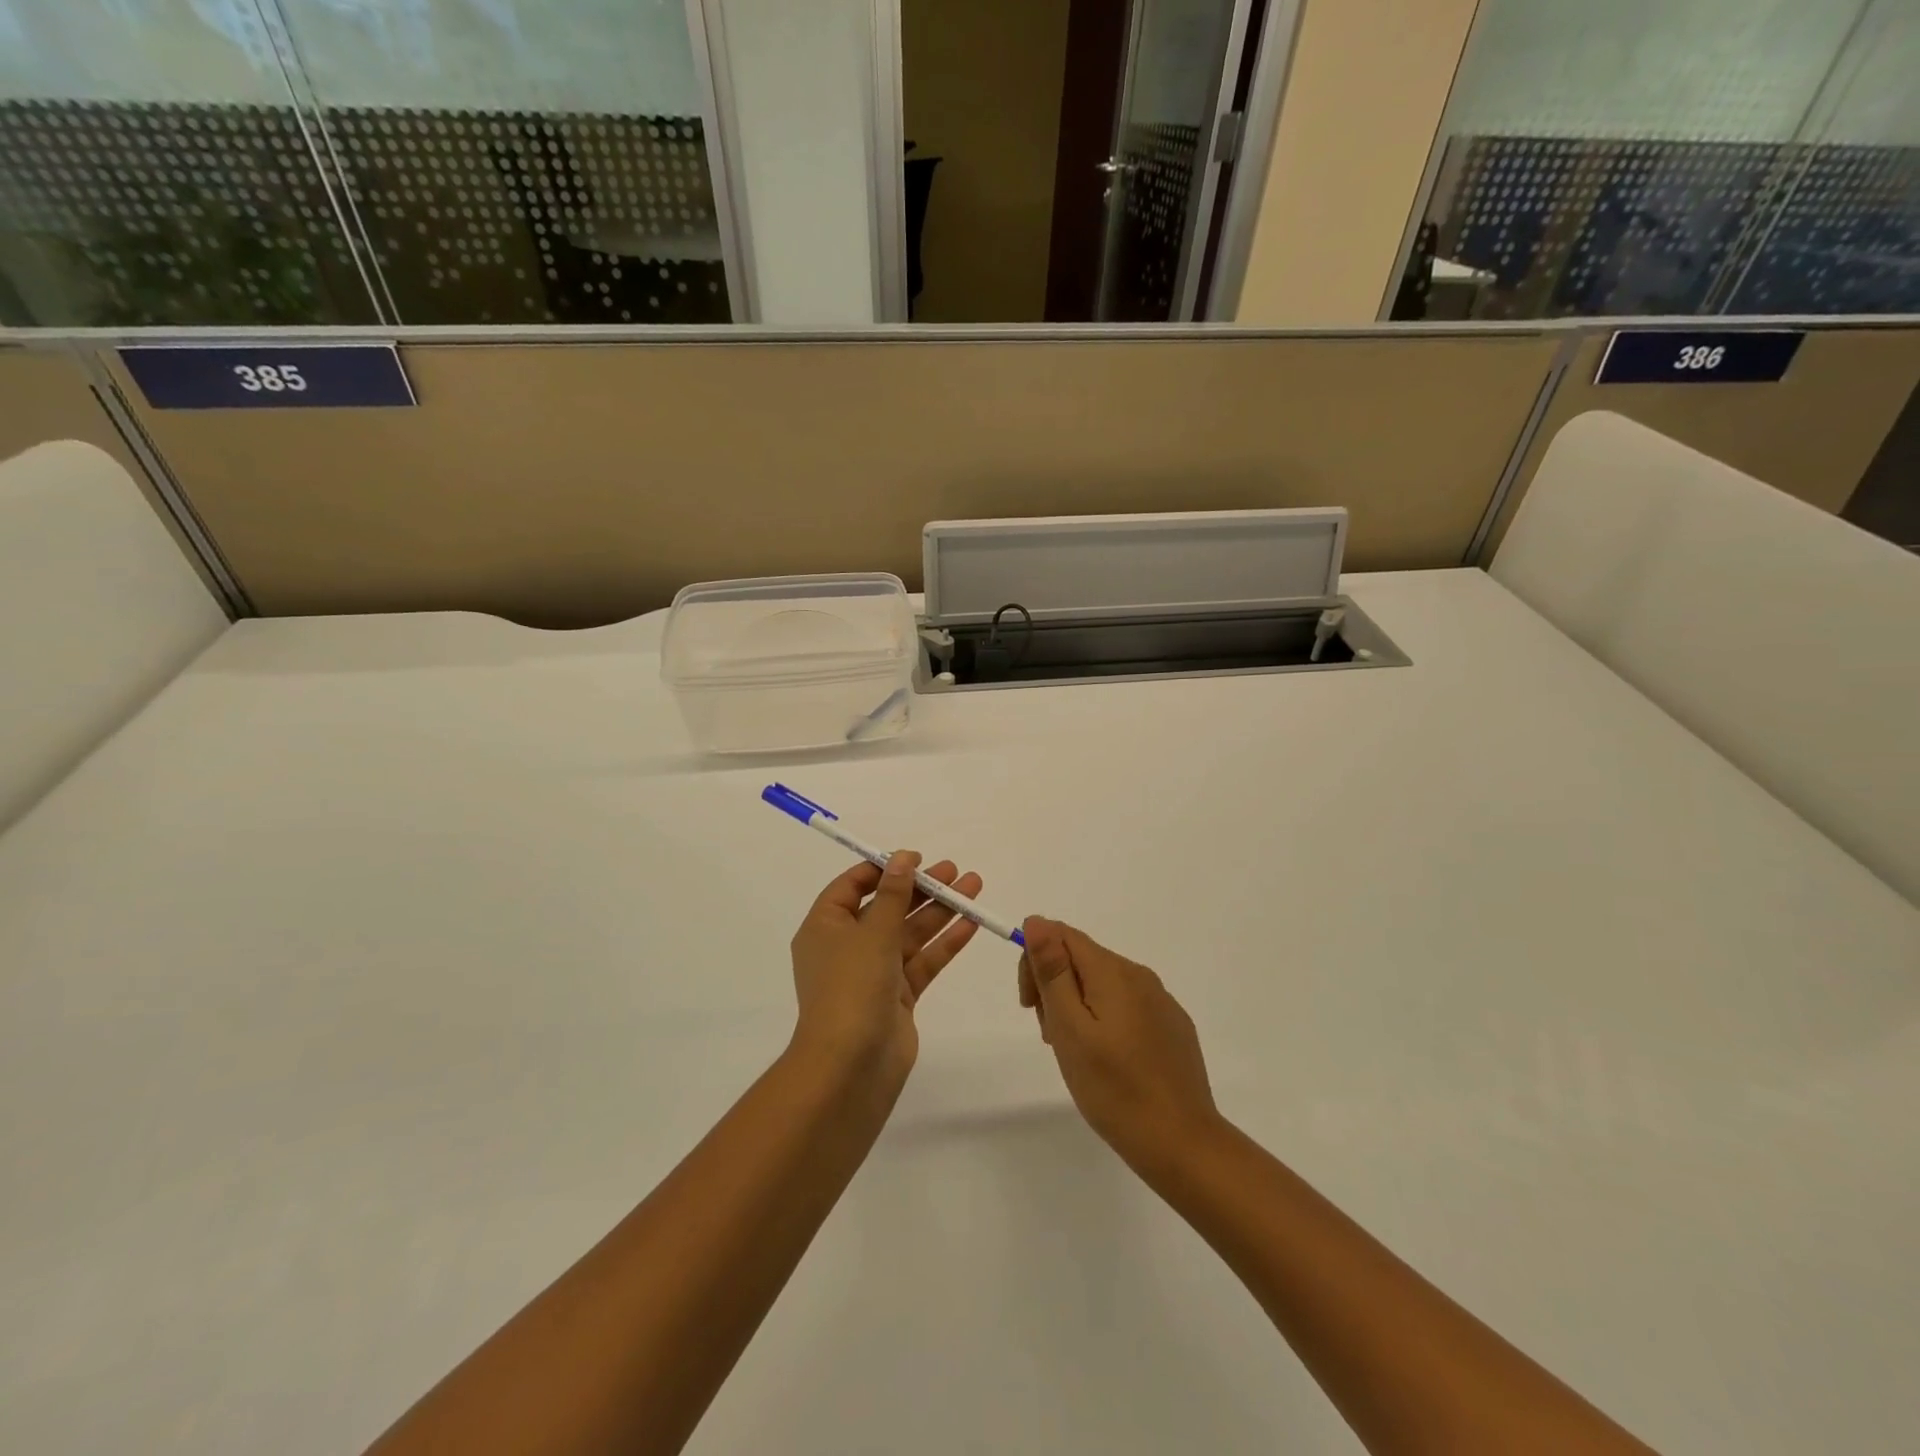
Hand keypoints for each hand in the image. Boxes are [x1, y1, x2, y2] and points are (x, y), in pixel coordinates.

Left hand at [789, 852, 982, 1087]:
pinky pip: (922, 961)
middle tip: (955, 871)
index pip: (851, 887)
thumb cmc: (851, 987)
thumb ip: (893, 894)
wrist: (850, 1067)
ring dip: (940, 911)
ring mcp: (873, 973)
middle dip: (920, 888)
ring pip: (909, 933)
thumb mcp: (873, 932)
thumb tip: (902, 858)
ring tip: (974, 887)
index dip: (883, 869)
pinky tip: (971, 923)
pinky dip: (944, 943)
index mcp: (825, 928)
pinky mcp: (898, 997)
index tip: (915, 859)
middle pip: (887, 908)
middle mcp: (847, 947)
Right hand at [1019, 917, 1219, 1173]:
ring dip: (1077, 1006)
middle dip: (1054, 986)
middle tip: (1050, 1036)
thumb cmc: (1115, 1089)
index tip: (1030, 1005)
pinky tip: (1108, 1062)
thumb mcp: (1070, 1029)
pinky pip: (1126, 1006)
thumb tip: (1037, 920)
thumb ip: (1053, 971)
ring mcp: (1160, 1001)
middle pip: (1082, 958)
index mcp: (1113, 971)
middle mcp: (1140, 975)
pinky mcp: (1172, 1026)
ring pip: (1102, 984)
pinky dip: (1104, 1020)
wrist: (1183, 1145)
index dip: (1035, 960)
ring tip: (1076, 1054)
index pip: (1062, 934)